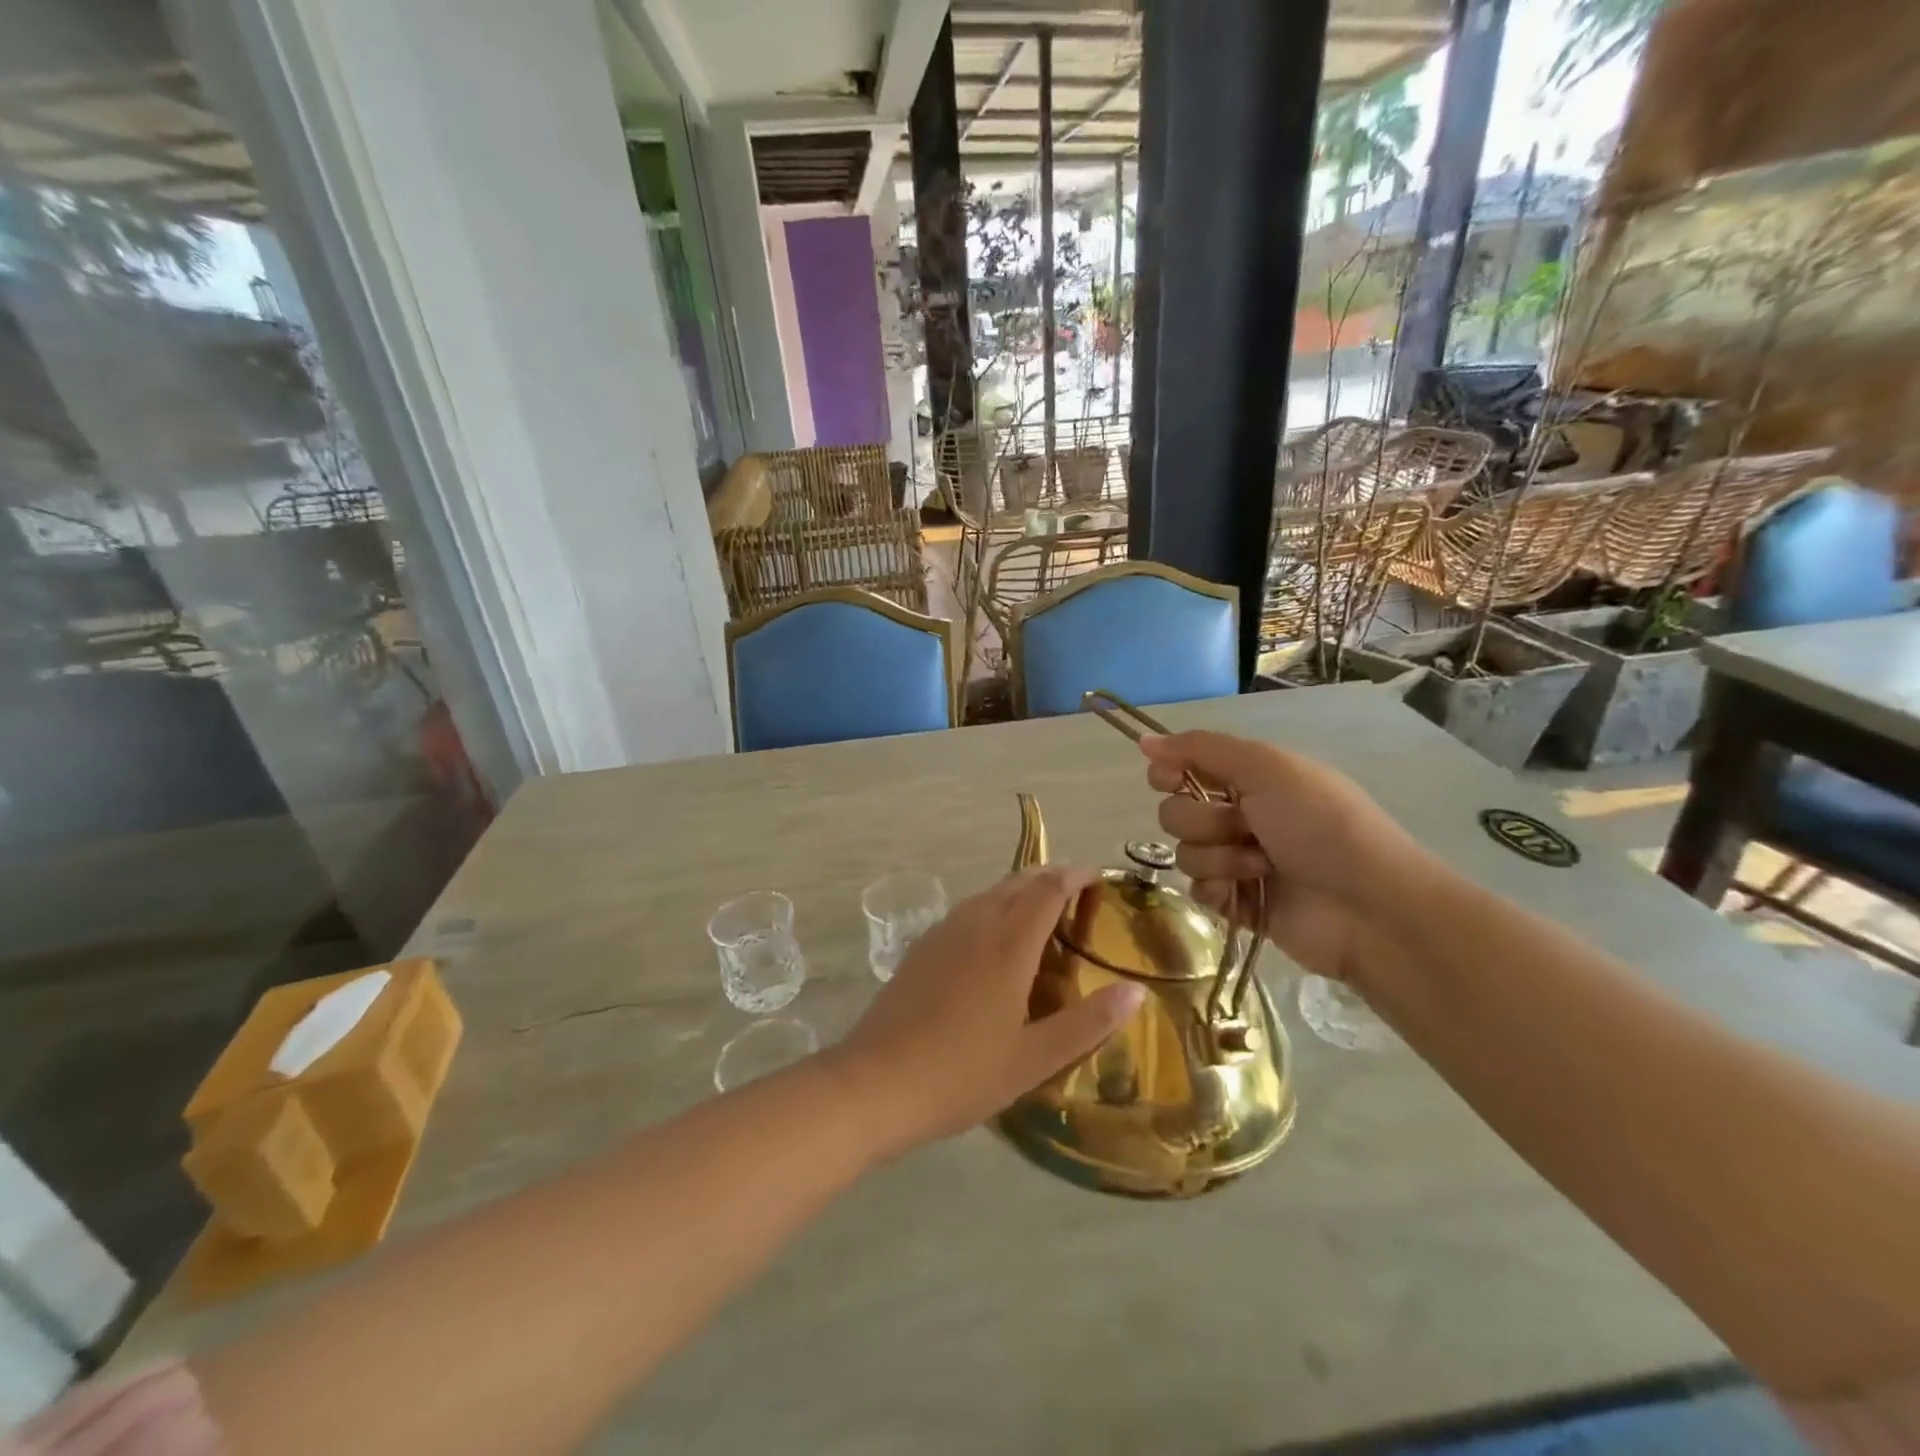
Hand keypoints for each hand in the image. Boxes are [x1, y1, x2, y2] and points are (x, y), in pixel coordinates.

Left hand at [827, 867, 1145, 1161]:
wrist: (874, 1083)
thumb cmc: (961, 1074)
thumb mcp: (1033, 1059)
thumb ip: (1087, 1023)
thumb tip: (1135, 991)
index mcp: (1008, 944)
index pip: (1048, 889)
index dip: (1076, 876)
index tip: (1098, 876)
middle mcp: (976, 924)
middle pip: (1018, 883)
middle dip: (1050, 877)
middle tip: (1078, 890)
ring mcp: (943, 933)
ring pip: (989, 894)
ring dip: (1020, 890)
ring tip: (1042, 909)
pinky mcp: (921, 948)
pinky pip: (968, 911)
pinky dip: (994, 907)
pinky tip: (994, 937)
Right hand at [1141, 731, 1425, 986]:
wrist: (1367, 906)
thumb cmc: (1321, 825)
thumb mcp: (1267, 768)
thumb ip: (1201, 749)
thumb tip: (1143, 741)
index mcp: (1247, 778)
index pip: (1181, 767)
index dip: (1168, 773)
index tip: (1170, 780)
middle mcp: (1238, 815)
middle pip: (1174, 812)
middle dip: (1203, 821)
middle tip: (1245, 827)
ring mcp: (1236, 861)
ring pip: (1184, 853)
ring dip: (1219, 858)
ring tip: (1261, 867)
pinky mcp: (1236, 902)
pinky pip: (1196, 890)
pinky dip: (1217, 890)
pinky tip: (1246, 894)